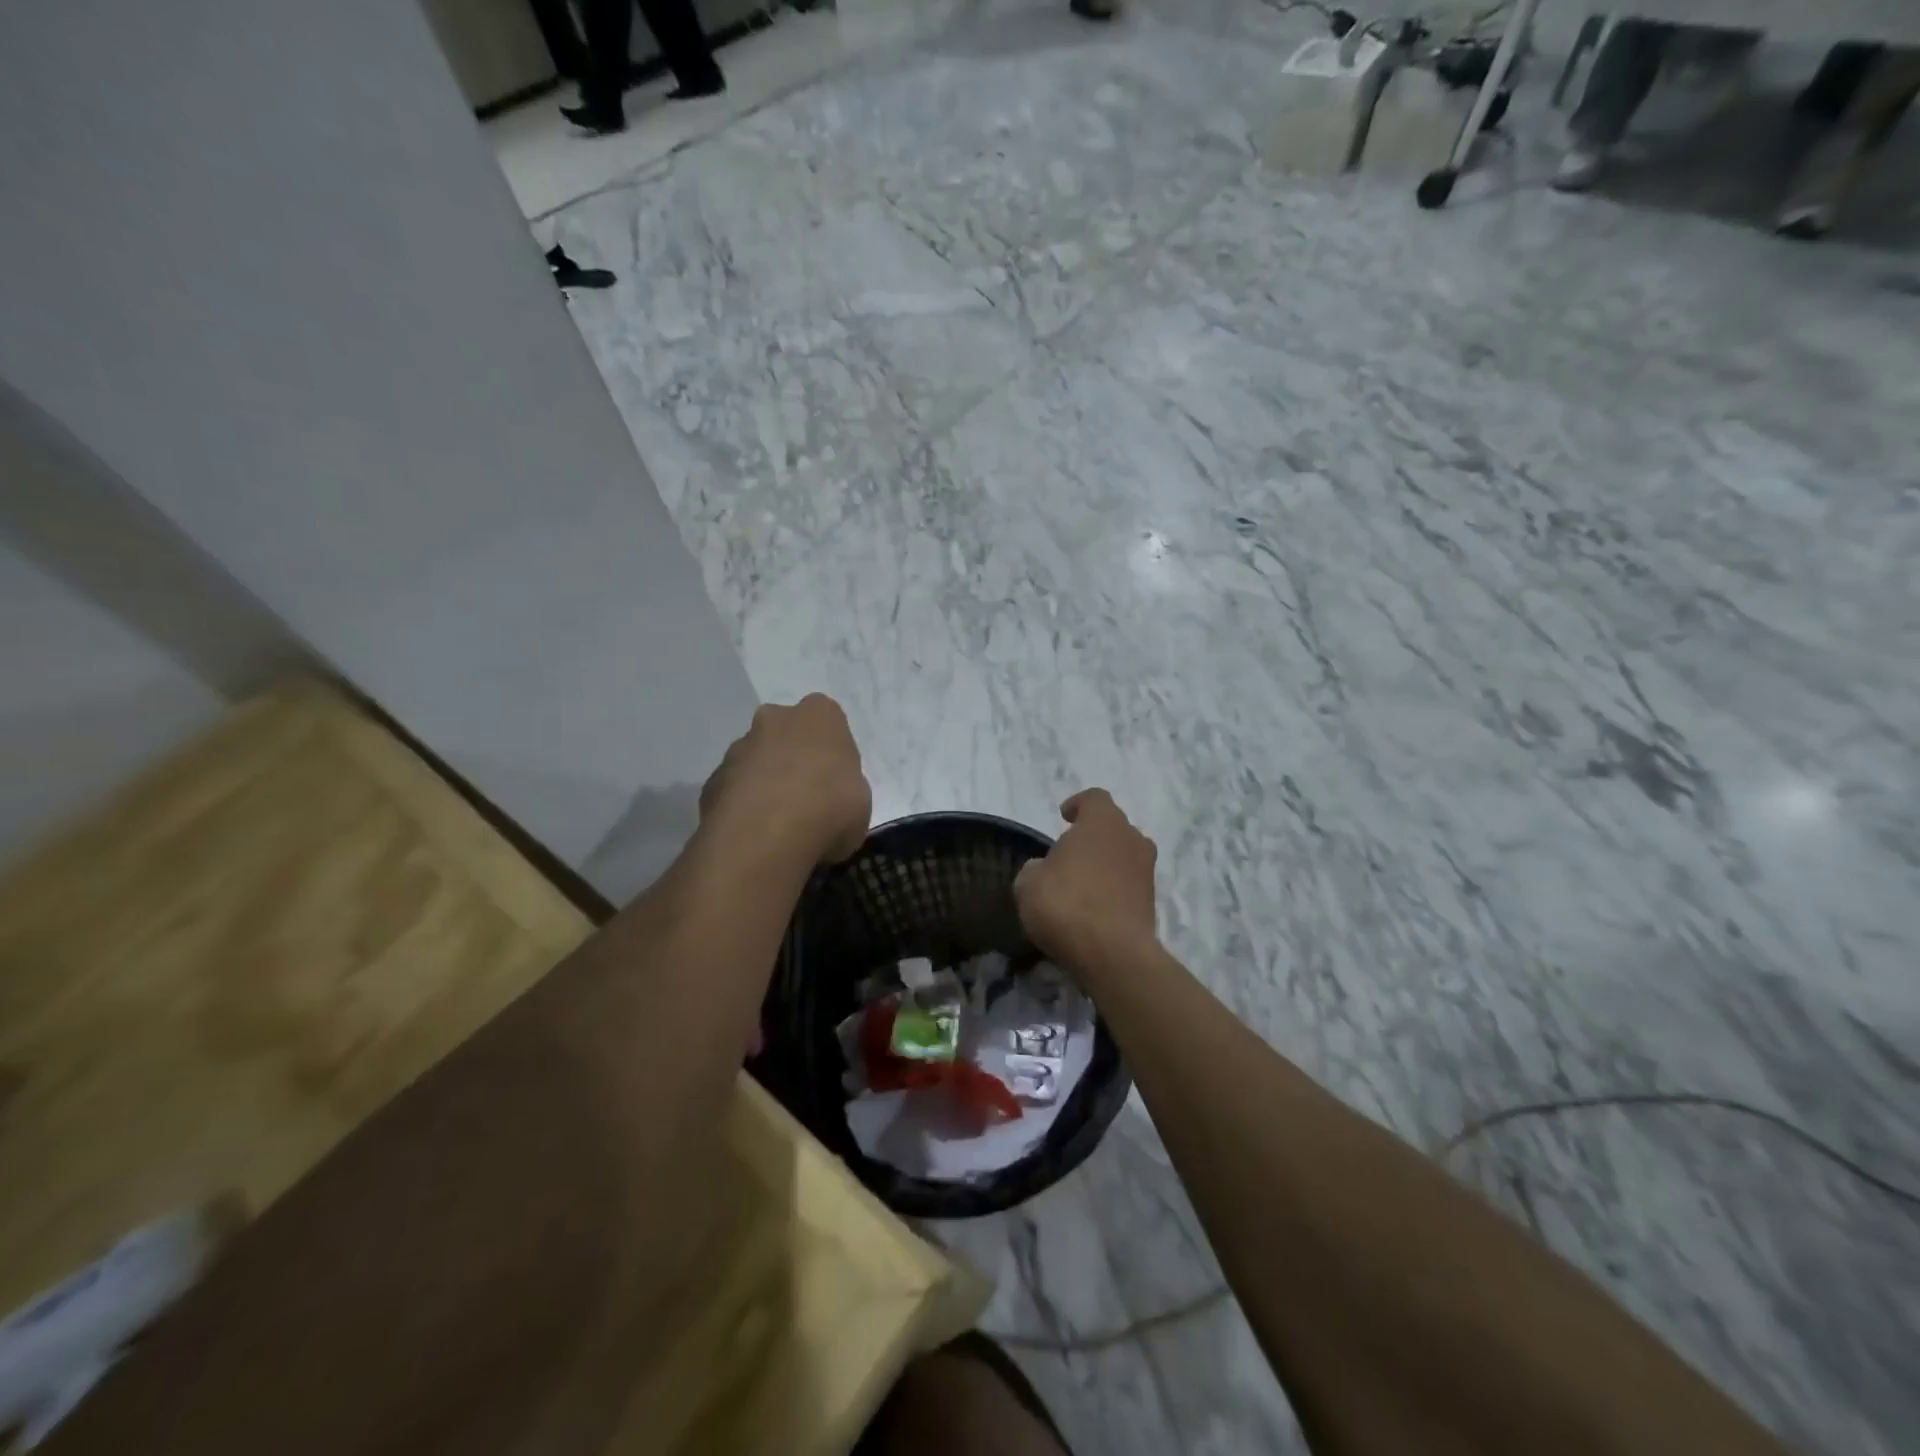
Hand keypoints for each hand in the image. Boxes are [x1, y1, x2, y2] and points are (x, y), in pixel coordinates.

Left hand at [700, 694, 871, 863]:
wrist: (765, 835)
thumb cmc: (829, 808)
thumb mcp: (860, 805)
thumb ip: (844, 793)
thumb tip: (832, 807)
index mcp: (819, 716)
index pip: (826, 718)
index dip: (829, 749)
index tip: (833, 777)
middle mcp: (775, 720)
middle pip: (784, 733)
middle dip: (790, 758)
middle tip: (804, 797)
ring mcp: (738, 748)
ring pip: (755, 760)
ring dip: (764, 783)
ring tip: (777, 825)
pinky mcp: (712, 780)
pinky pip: (733, 791)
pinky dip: (742, 808)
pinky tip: (754, 835)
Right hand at [1014, 789, 1158, 973]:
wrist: (1113, 955)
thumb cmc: (1066, 904)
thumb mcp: (1029, 882)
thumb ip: (1036, 868)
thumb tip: (1044, 869)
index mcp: (1103, 822)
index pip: (1095, 798)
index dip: (1078, 804)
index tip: (1064, 817)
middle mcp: (1131, 839)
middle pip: (1113, 827)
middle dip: (1093, 836)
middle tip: (1070, 853)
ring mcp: (1147, 872)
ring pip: (1124, 857)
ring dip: (1105, 864)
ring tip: (1081, 883)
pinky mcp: (1152, 903)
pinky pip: (1128, 886)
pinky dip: (1113, 891)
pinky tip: (1093, 909)